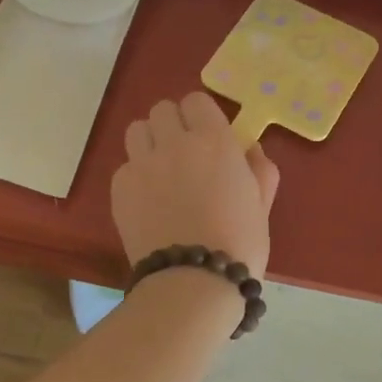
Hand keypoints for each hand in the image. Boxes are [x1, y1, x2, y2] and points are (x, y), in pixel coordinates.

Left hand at [113, 91, 280, 276]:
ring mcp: (142, 163)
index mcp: (215, 140)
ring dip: (149, 142)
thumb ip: (259, 169)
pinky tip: (148, 200)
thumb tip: (249, 149)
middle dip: (173, 125)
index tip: (207, 136)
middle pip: (163, 110)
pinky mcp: (120, 187)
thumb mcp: (261, 204)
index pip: (196, 100)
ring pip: (137, 130)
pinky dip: (136, 174)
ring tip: (160, 169)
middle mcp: (175, 142)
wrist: (193, 281)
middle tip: (183, 152)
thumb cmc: (239, 244)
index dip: (201, 115)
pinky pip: (124, 165)